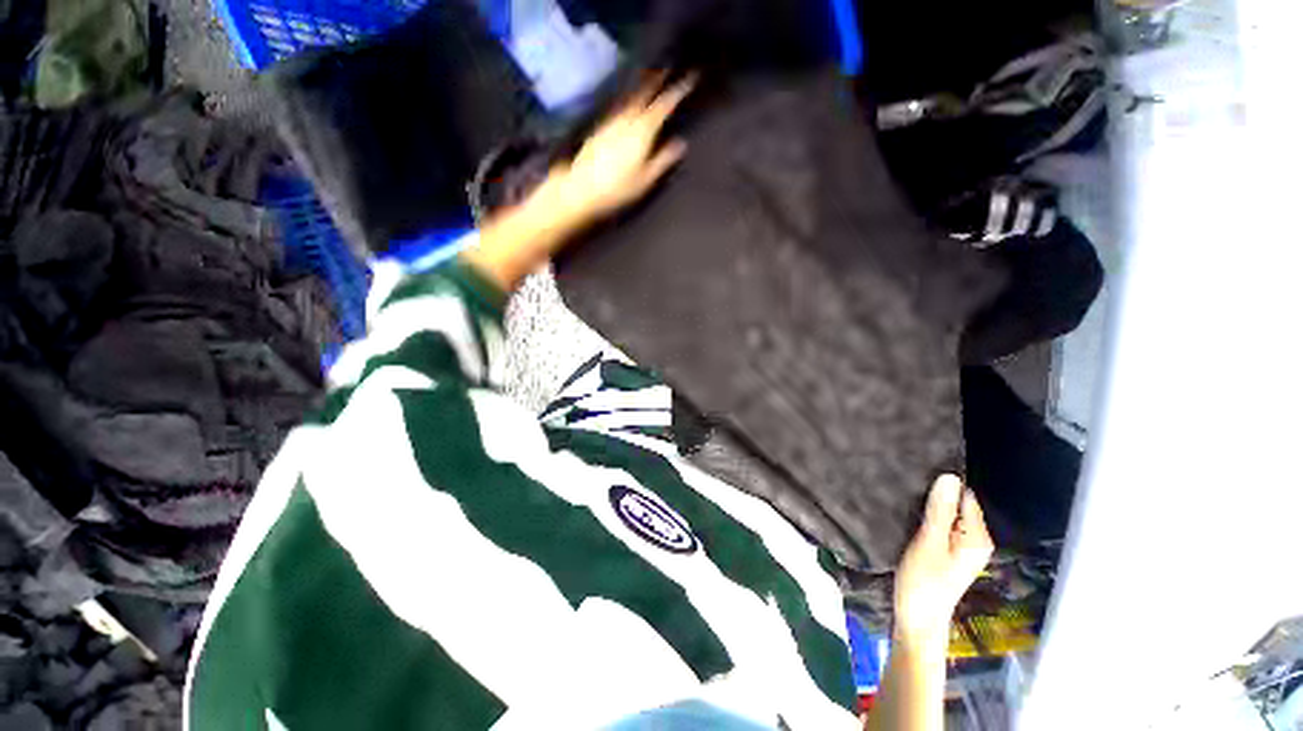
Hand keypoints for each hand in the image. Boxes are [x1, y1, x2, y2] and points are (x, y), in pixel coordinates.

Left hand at [534, 72, 696, 232]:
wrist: (581, 189)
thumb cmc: (617, 188)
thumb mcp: (645, 179)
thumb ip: (663, 159)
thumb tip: (680, 144)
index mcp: (643, 131)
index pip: (663, 106)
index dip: (677, 92)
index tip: (689, 80)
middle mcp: (627, 120)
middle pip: (644, 95)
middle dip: (657, 81)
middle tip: (667, 69)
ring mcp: (611, 122)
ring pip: (630, 100)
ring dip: (641, 88)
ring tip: (649, 81)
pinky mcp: (599, 130)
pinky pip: (618, 109)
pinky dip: (628, 102)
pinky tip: (628, 106)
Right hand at [893, 475, 994, 644]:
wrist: (917, 618)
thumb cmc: (923, 581)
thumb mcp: (928, 542)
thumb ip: (940, 511)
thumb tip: (949, 477)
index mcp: (977, 537)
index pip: (965, 497)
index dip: (943, 486)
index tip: (918, 479)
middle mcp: (976, 540)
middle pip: (958, 506)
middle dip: (936, 497)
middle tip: (908, 492)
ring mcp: (964, 548)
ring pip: (948, 515)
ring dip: (930, 509)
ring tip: (907, 503)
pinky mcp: (951, 553)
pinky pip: (943, 526)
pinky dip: (929, 520)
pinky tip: (912, 519)